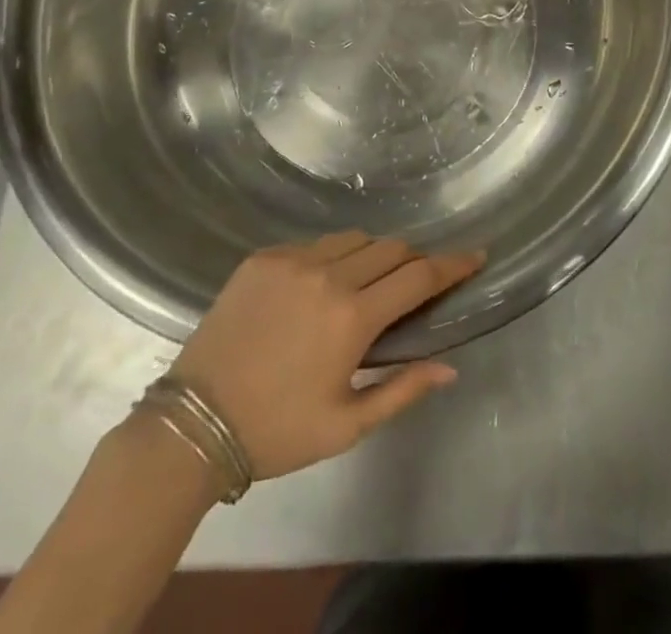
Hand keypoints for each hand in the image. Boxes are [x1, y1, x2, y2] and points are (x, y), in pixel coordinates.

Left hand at [169, 232, 483, 480]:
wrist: (194, 422)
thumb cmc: (277, 431)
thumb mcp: (346, 426)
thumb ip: (402, 390)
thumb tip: (449, 368)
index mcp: (353, 318)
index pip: (419, 276)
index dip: (453, 264)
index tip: (476, 254)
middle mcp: (328, 276)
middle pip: (391, 247)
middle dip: (412, 260)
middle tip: (413, 283)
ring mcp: (292, 260)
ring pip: (354, 238)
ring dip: (373, 255)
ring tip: (366, 284)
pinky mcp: (263, 257)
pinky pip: (315, 242)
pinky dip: (332, 256)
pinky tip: (319, 286)